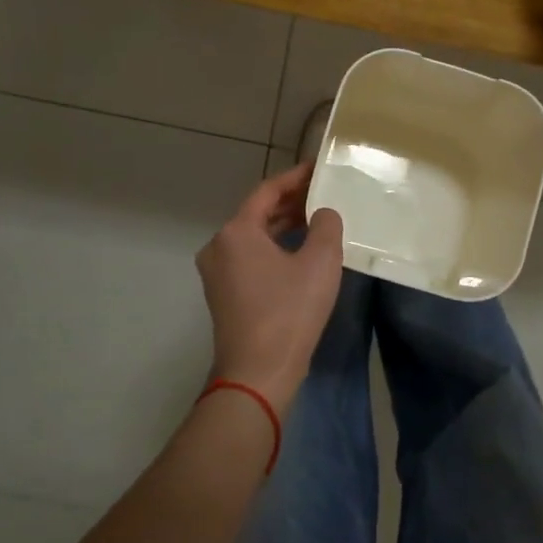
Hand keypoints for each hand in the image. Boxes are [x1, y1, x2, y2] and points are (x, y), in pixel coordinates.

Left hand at [195, 162, 344, 412]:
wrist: (258, 374)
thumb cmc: (289, 312)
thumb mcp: (320, 263)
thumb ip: (326, 226)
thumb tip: (323, 214)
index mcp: (236, 232)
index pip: (267, 191)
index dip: (295, 177)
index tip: (318, 169)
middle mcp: (218, 246)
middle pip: (257, 213)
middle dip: (290, 202)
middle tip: (322, 193)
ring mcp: (216, 273)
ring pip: (253, 237)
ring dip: (282, 226)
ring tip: (315, 220)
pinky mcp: (223, 295)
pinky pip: (249, 258)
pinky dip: (272, 248)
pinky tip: (298, 254)